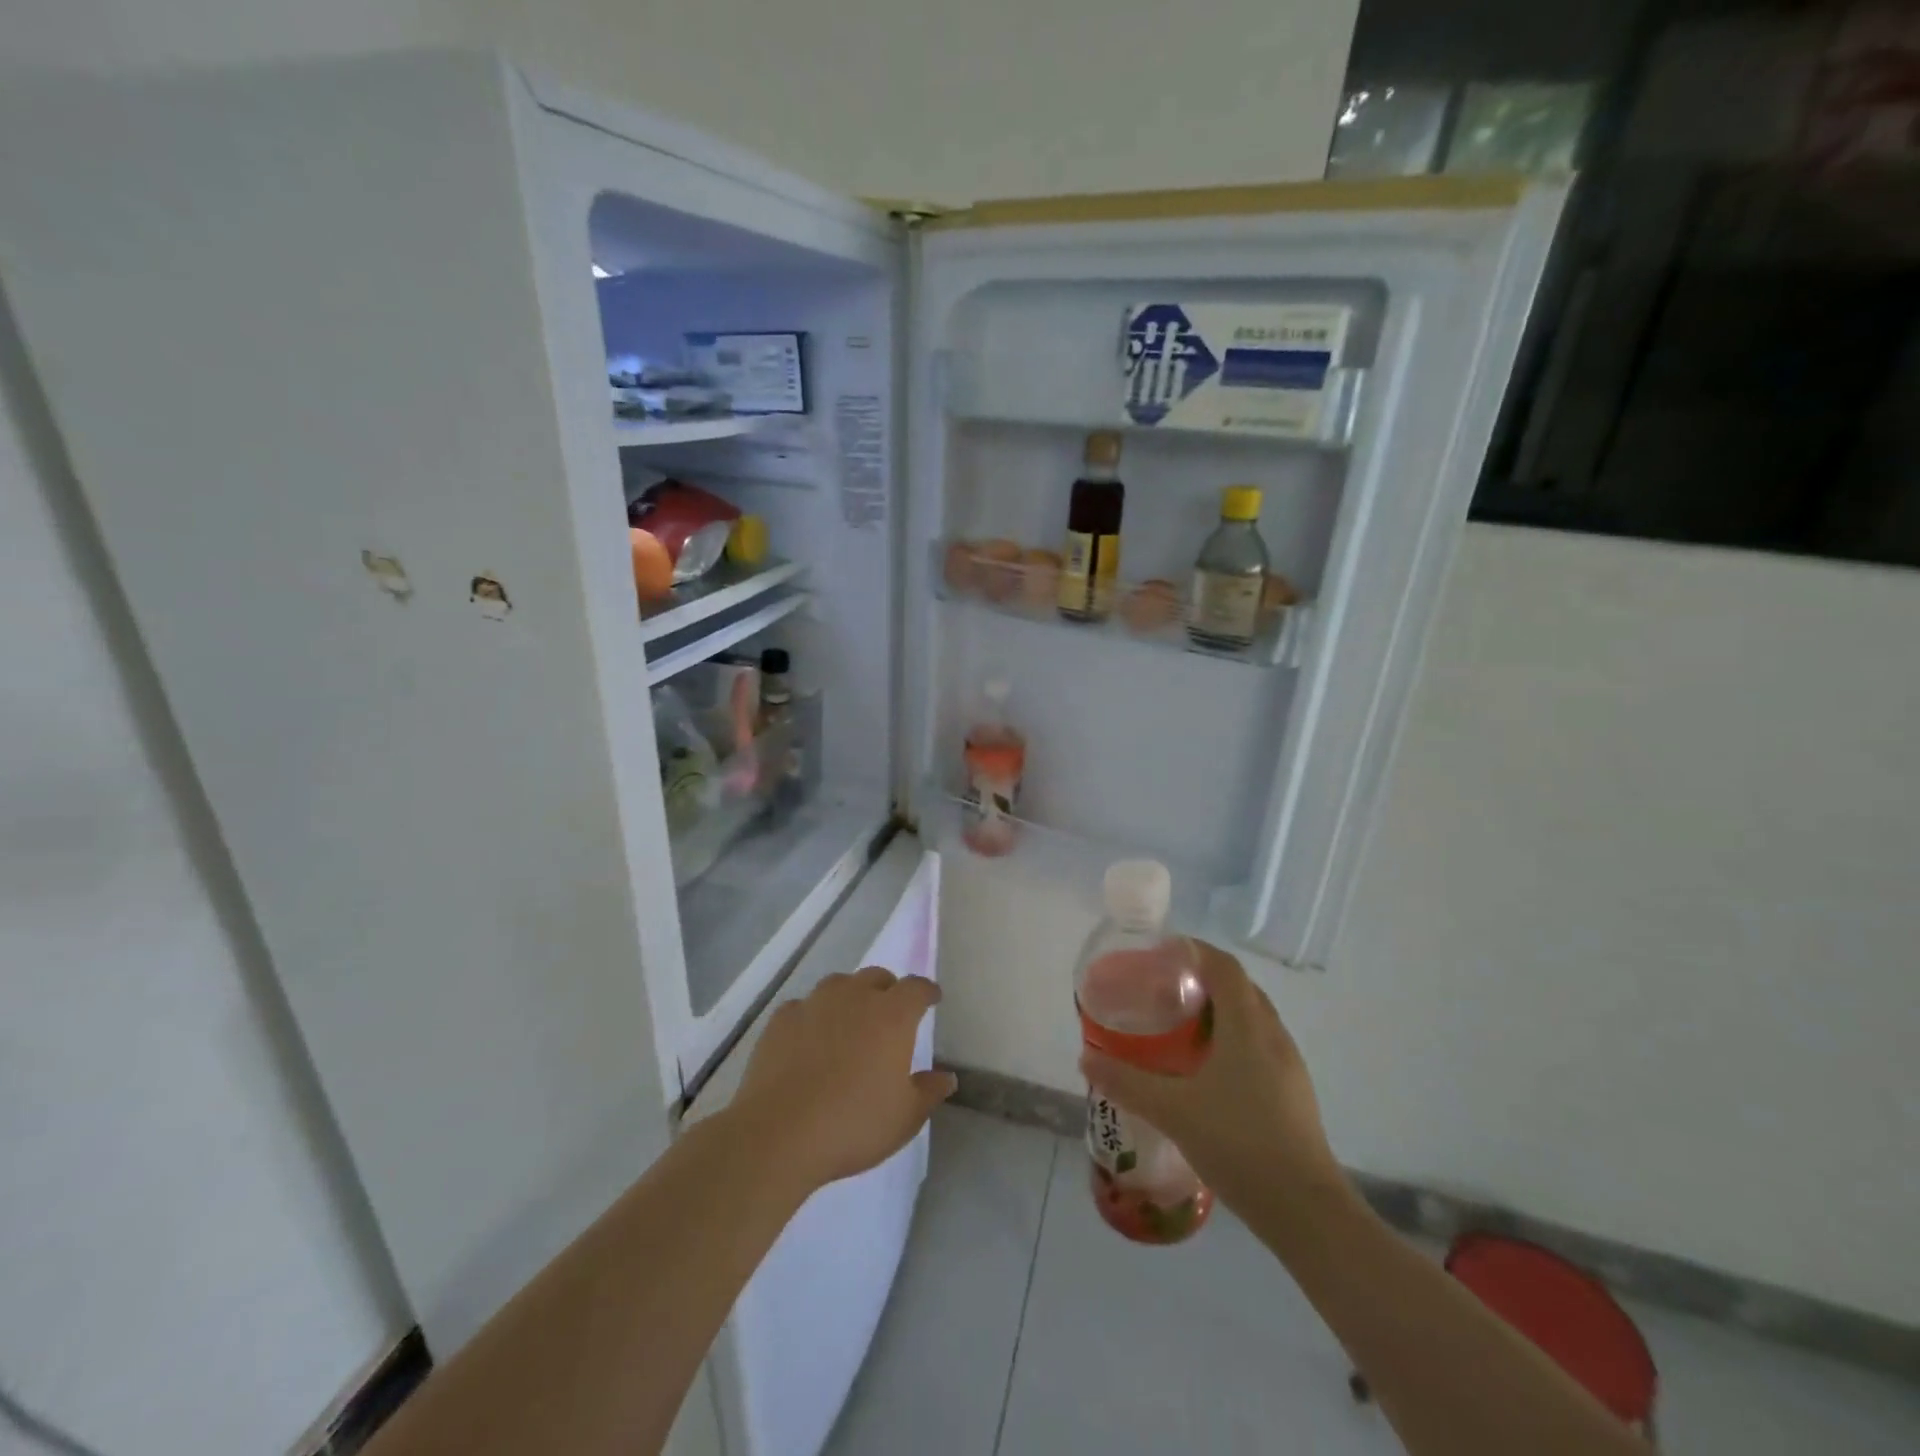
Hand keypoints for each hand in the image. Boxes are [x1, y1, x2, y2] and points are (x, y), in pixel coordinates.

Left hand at [731, 968, 955, 1191]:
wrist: (778, 1134)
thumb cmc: (853, 1124)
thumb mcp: (904, 1117)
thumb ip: (929, 1092)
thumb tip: (946, 1077)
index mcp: (892, 1015)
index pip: (916, 988)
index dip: (926, 991)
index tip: (931, 998)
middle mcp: (855, 997)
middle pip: (877, 977)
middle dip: (888, 990)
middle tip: (890, 1015)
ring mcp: (815, 1003)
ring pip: (839, 985)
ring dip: (850, 997)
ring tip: (849, 1023)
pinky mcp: (782, 1019)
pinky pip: (804, 1006)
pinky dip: (813, 1017)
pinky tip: (809, 1040)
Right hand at [1080, 940, 1344, 1218]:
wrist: (1305, 1211)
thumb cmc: (1238, 1142)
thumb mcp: (1172, 1110)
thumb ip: (1126, 1081)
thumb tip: (1086, 1056)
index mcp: (1247, 1025)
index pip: (1223, 966)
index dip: (1193, 950)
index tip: (1160, 953)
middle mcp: (1272, 1034)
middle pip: (1238, 987)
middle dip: (1202, 979)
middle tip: (1162, 990)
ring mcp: (1288, 1064)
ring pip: (1251, 1018)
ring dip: (1219, 1011)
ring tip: (1180, 1027)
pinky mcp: (1293, 1092)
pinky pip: (1259, 1045)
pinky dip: (1232, 1040)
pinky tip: (1207, 1071)